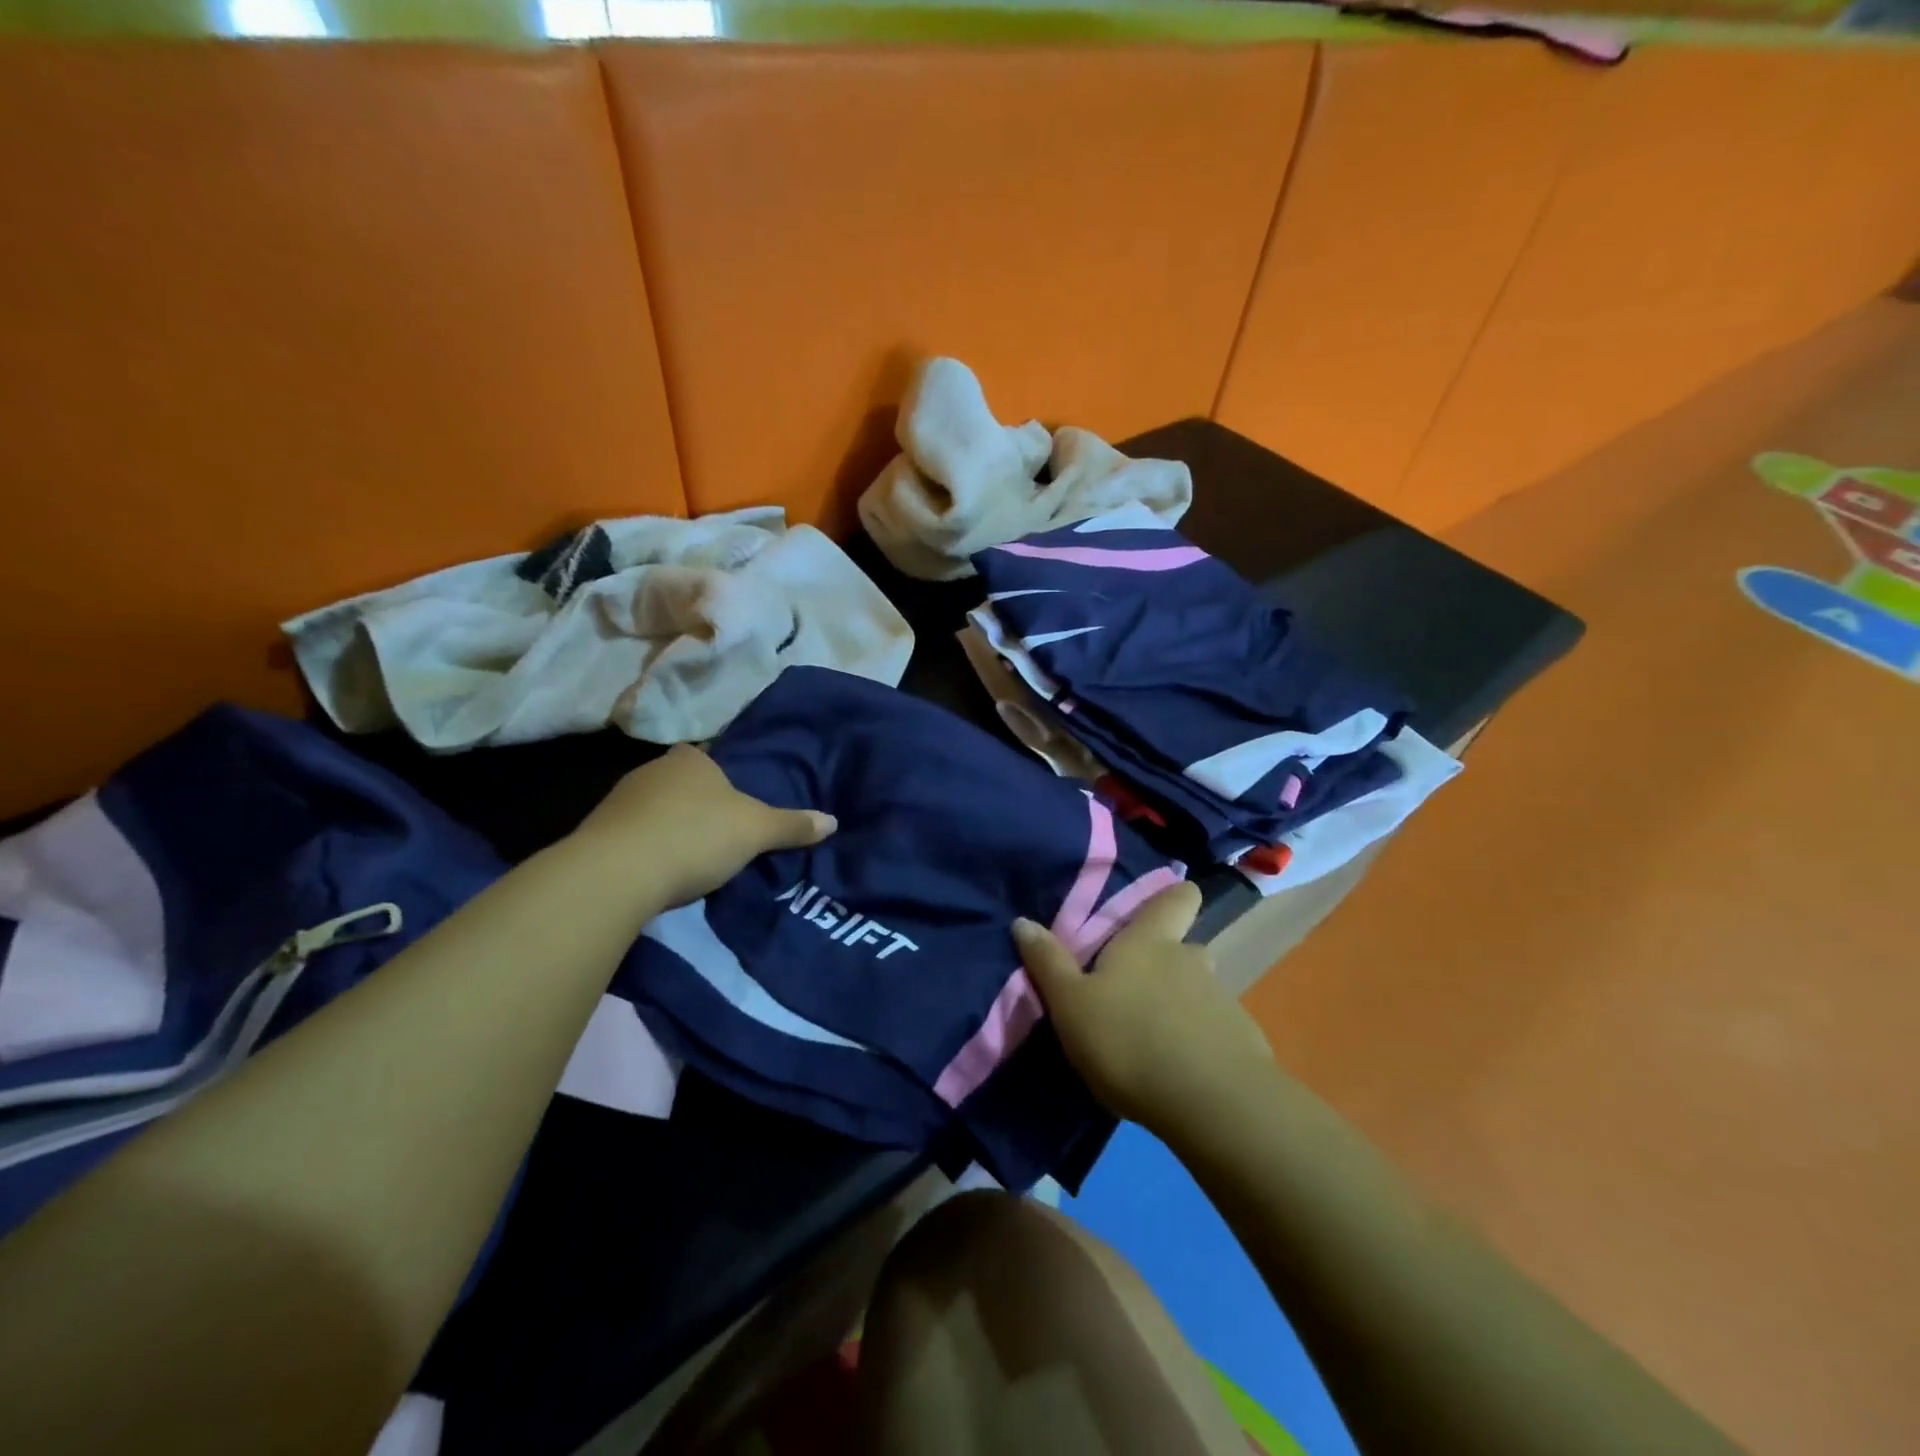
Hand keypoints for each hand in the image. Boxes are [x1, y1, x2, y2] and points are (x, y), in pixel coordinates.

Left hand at [570, 744, 835, 910]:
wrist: (615, 874)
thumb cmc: (695, 837)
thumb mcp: (755, 832)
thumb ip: (792, 825)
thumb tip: (832, 821)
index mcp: (690, 760)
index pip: (711, 758)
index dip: (726, 778)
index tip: (738, 804)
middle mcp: (652, 770)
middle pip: (684, 784)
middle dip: (700, 805)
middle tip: (723, 834)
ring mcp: (619, 801)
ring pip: (656, 810)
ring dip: (671, 828)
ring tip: (693, 858)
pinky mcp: (597, 834)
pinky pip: (634, 836)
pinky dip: (648, 849)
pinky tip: (660, 872)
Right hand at [1014, 882, 1276, 1134]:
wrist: (1212, 1105)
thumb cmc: (1130, 1040)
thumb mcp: (1071, 1005)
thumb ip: (1048, 963)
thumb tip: (1023, 921)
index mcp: (1150, 942)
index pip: (1178, 897)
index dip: (1174, 896)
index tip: (1159, 907)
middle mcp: (1191, 960)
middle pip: (1184, 947)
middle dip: (1164, 963)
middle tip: (1133, 990)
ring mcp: (1223, 1002)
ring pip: (1198, 991)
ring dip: (1178, 1006)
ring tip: (1150, 1039)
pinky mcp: (1242, 1043)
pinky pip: (1214, 1031)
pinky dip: (1198, 1042)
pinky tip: (1178, 1071)